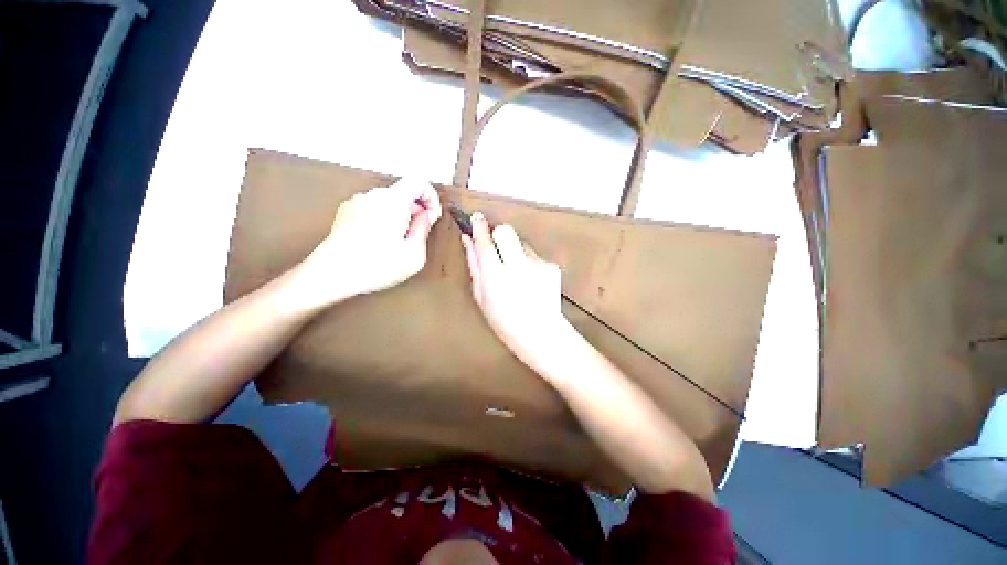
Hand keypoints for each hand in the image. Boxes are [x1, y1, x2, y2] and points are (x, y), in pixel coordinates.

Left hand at [293, 178, 441, 309]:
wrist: (332, 274)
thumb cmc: (374, 266)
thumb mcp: (414, 254)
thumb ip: (424, 229)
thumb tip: (426, 216)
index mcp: (394, 201)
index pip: (419, 181)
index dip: (431, 198)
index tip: (432, 217)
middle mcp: (374, 196)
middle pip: (404, 192)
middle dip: (416, 210)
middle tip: (417, 234)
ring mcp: (357, 202)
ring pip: (388, 201)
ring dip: (400, 215)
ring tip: (398, 241)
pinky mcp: (346, 212)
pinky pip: (373, 208)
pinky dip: (383, 218)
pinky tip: (380, 241)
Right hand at [460, 212, 570, 368]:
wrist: (541, 333)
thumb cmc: (505, 320)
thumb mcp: (481, 296)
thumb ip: (474, 265)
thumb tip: (468, 240)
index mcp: (495, 276)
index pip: (484, 241)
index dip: (479, 226)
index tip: (476, 217)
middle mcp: (517, 266)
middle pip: (506, 231)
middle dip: (498, 235)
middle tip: (497, 250)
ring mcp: (537, 265)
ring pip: (521, 243)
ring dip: (515, 252)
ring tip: (516, 274)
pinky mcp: (551, 266)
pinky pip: (534, 255)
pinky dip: (529, 262)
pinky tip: (530, 280)